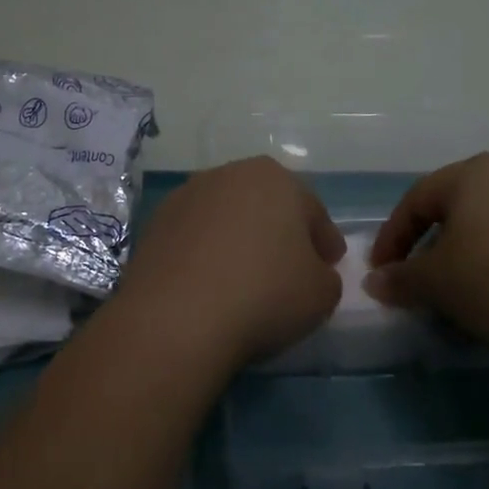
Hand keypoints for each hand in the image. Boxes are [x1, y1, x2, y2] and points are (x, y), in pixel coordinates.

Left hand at [110, 157, 344, 374]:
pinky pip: (195, 234)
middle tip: (290, 268)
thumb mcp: (321, 294)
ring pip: (228, 215)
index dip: (324, 240)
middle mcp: (232, 173)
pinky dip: (206, 251)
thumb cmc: (264, 294)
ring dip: (239, 237)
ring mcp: (190, 193)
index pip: (312, 210)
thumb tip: (313, 271)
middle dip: (281, 231)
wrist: (178, 315)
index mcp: (277, 179)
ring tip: (244, 276)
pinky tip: (209, 282)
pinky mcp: (158, 219)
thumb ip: (326, 276)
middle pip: (267, 203)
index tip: (329, 266)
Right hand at [365, 152, 488, 359]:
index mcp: (474, 173)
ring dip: (474, 256)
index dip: (393, 237)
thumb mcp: (436, 283)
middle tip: (422, 280)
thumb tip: (377, 281)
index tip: (382, 272)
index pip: (417, 201)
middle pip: (460, 208)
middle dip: (435, 245)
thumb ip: (402, 278)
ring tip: (467, 294)